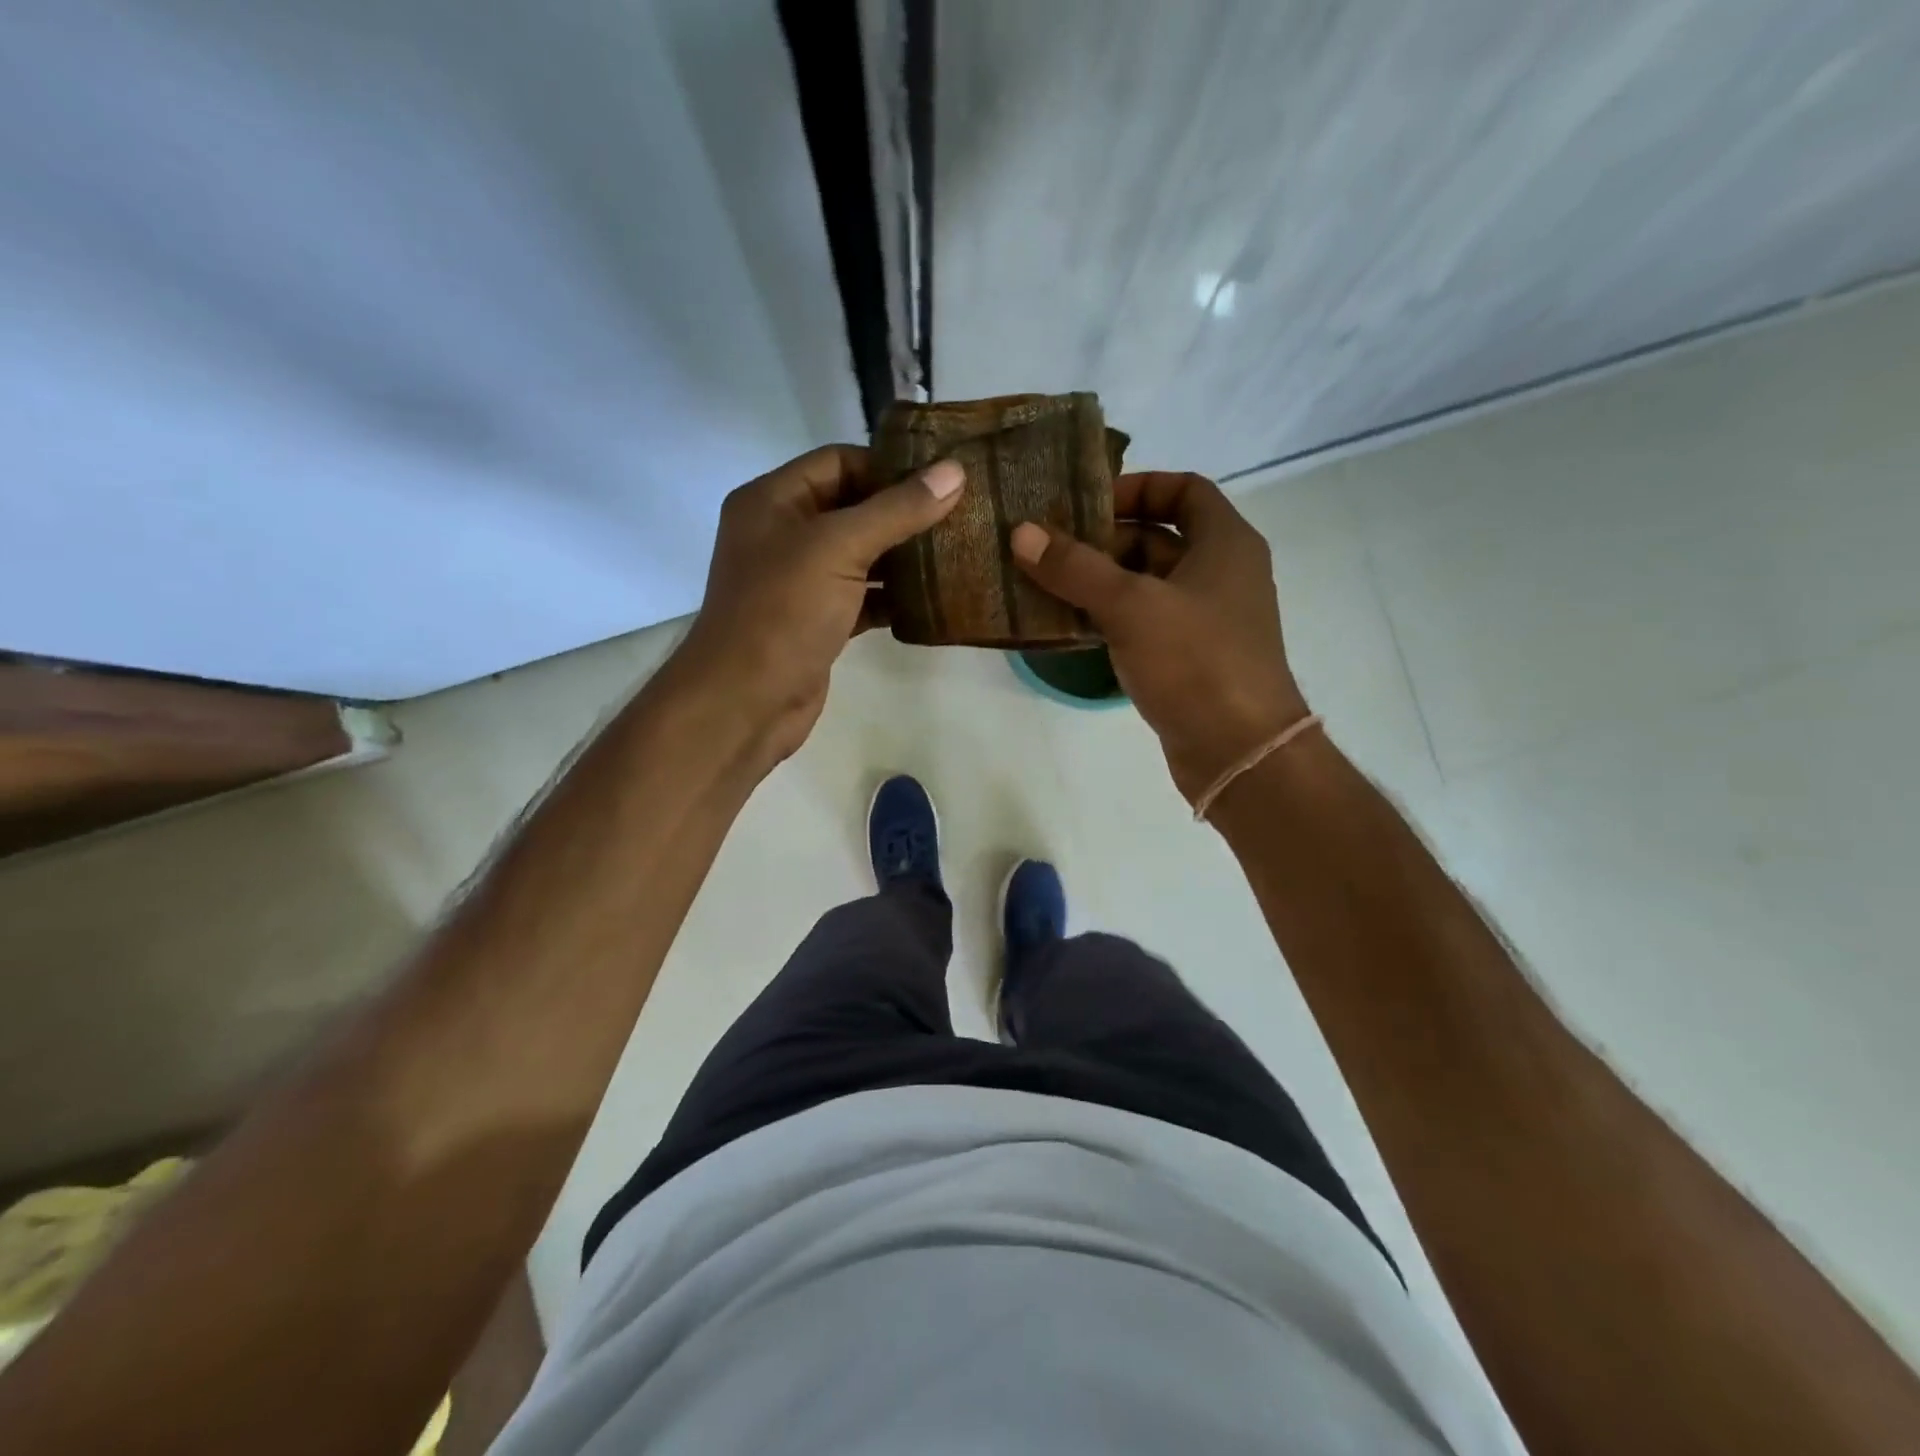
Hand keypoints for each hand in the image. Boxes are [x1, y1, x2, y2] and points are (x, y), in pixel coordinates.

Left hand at [671, 444, 965, 768]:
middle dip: (903, 513)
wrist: (746, 702)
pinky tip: (932, 600)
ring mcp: (799, 582)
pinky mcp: (818, 621)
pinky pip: (862, 596)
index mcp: (773, 500)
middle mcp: (783, 534)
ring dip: (903, 556)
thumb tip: (954, 472)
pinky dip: (893, 596)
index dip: (889, 467)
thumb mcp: (839, 548)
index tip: (942, 480)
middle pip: (852, 508)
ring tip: (956, 554)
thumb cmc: (783, 612)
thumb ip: (897, 510)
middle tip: (960, 516)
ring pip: (860, 555)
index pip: (838, 462)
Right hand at [1010, 472, 1308, 804]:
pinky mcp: (1190, 659)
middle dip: (1103, 541)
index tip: (1087, 503)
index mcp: (1225, 543)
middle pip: (1158, 538)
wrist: (1239, 751)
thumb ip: (1075, 568)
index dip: (1137, 486)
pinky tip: (1068, 626)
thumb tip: (1022, 533)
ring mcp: (1206, 620)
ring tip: (1045, 584)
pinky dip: (1110, 618)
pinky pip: (1144, 623)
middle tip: (1049, 550)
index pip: (1184, 489)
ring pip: (1146, 585)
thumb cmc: (1195, 661)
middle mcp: (1221, 574)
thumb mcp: (1130, 606)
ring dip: (1100, 583)